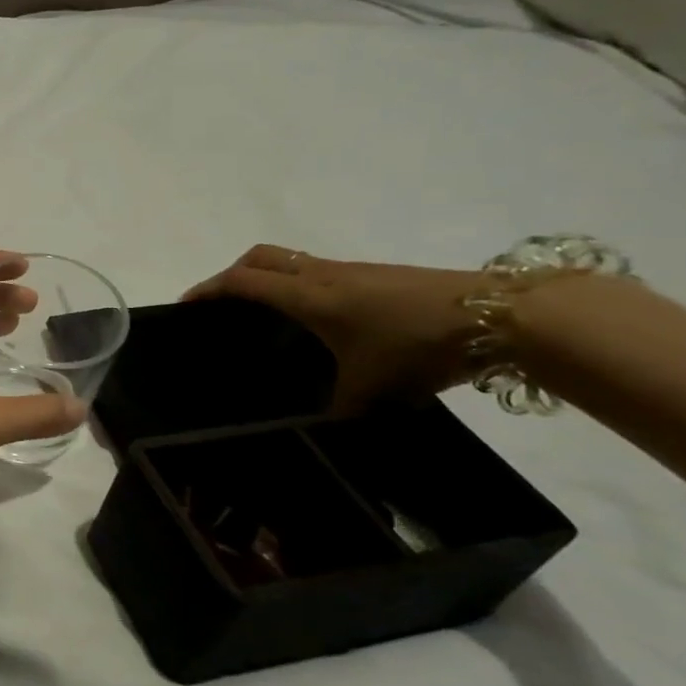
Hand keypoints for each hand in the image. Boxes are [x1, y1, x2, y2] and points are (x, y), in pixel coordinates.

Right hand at [183, 245, 483, 414]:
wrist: (499, 316)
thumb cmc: (416, 346)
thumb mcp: (371, 389)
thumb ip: (338, 408)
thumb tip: (323, 427)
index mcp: (305, 296)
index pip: (240, 282)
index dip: (207, 289)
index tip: (185, 305)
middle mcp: (319, 274)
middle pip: (259, 258)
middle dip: (231, 274)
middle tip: (221, 303)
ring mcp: (350, 270)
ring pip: (290, 261)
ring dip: (267, 277)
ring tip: (265, 312)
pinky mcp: (376, 274)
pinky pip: (318, 270)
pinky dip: (299, 284)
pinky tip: (318, 318)